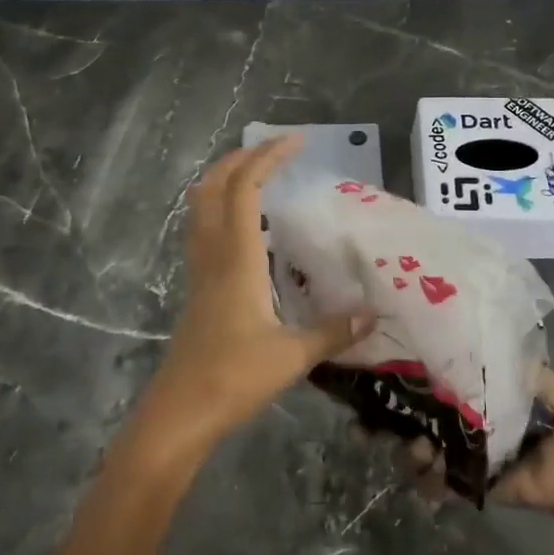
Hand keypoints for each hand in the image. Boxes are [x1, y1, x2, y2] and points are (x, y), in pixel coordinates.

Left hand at [128, 135, 371, 462]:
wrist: (180, 412)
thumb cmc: (233, 378)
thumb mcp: (292, 356)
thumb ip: (332, 331)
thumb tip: (372, 314)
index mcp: (236, 259)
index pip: (244, 189)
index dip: (266, 158)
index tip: (295, 142)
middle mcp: (213, 254)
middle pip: (212, 186)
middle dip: (240, 157)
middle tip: (275, 149)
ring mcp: (199, 270)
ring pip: (200, 206)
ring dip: (224, 178)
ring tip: (257, 173)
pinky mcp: (197, 288)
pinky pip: (202, 229)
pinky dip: (220, 207)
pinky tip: (246, 225)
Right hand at [402, 369, 553, 518]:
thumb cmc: (548, 407)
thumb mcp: (521, 371)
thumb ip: (492, 358)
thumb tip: (458, 338)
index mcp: (468, 393)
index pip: (429, 387)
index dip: (411, 385)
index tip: (393, 382)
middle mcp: (458, 421)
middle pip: (418, 419)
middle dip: (403, 422)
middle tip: (400, 423)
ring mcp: (459, 453)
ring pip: (421, 451)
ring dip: (415, 452)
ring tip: (423, 451)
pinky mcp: (466, 482)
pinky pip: (438, 483)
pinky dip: (429, 484)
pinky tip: (430, 478)